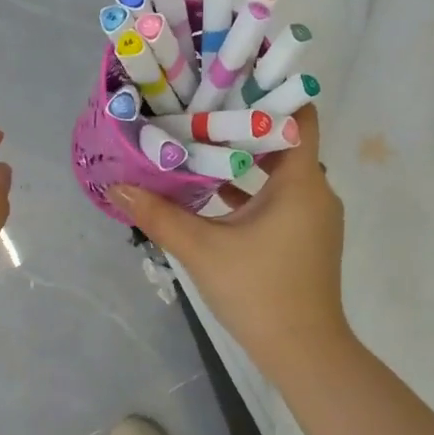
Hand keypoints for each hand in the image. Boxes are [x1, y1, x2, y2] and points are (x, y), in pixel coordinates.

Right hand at [110, 106, 351, 376]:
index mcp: (300, 182)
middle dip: (243, 128)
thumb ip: (158, 214)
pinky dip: (251, 192)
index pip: (298, 117)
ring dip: (244, 163)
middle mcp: (316, 191)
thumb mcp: (201, 248)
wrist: (303, 351)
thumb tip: (117, 187)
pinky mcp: (307, 239)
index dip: (269, 95)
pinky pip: (280, 200)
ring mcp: (314, 217)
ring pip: (280, 174)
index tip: (231, 83)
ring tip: (200, 146)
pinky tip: (212, 196)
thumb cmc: (257, 290)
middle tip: (201, 113)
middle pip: (283, 143)